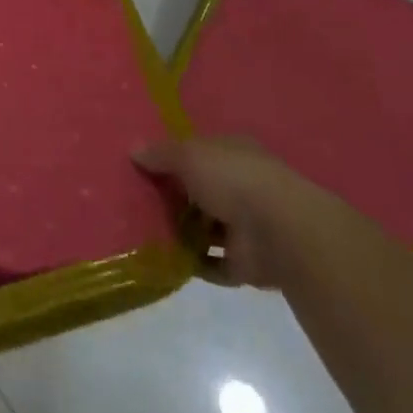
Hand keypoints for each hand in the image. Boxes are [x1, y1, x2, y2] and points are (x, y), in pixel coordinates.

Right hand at [132, 136, 326, 288]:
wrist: (279, 232)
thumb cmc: (232, 179)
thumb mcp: (188, 155)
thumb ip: (161, 154)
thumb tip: (133, 149)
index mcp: (234, 154)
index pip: (200, 153)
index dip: (173, 158)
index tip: (144, 166)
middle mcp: (242, 187)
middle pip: (200, 191)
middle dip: (173, 197)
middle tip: (136, 201)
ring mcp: (246, 227)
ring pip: (206, 228)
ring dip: (181, 232)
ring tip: (144, 232)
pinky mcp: (246, 263)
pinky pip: (212, 263)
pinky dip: (192, 262)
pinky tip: (165, 259)